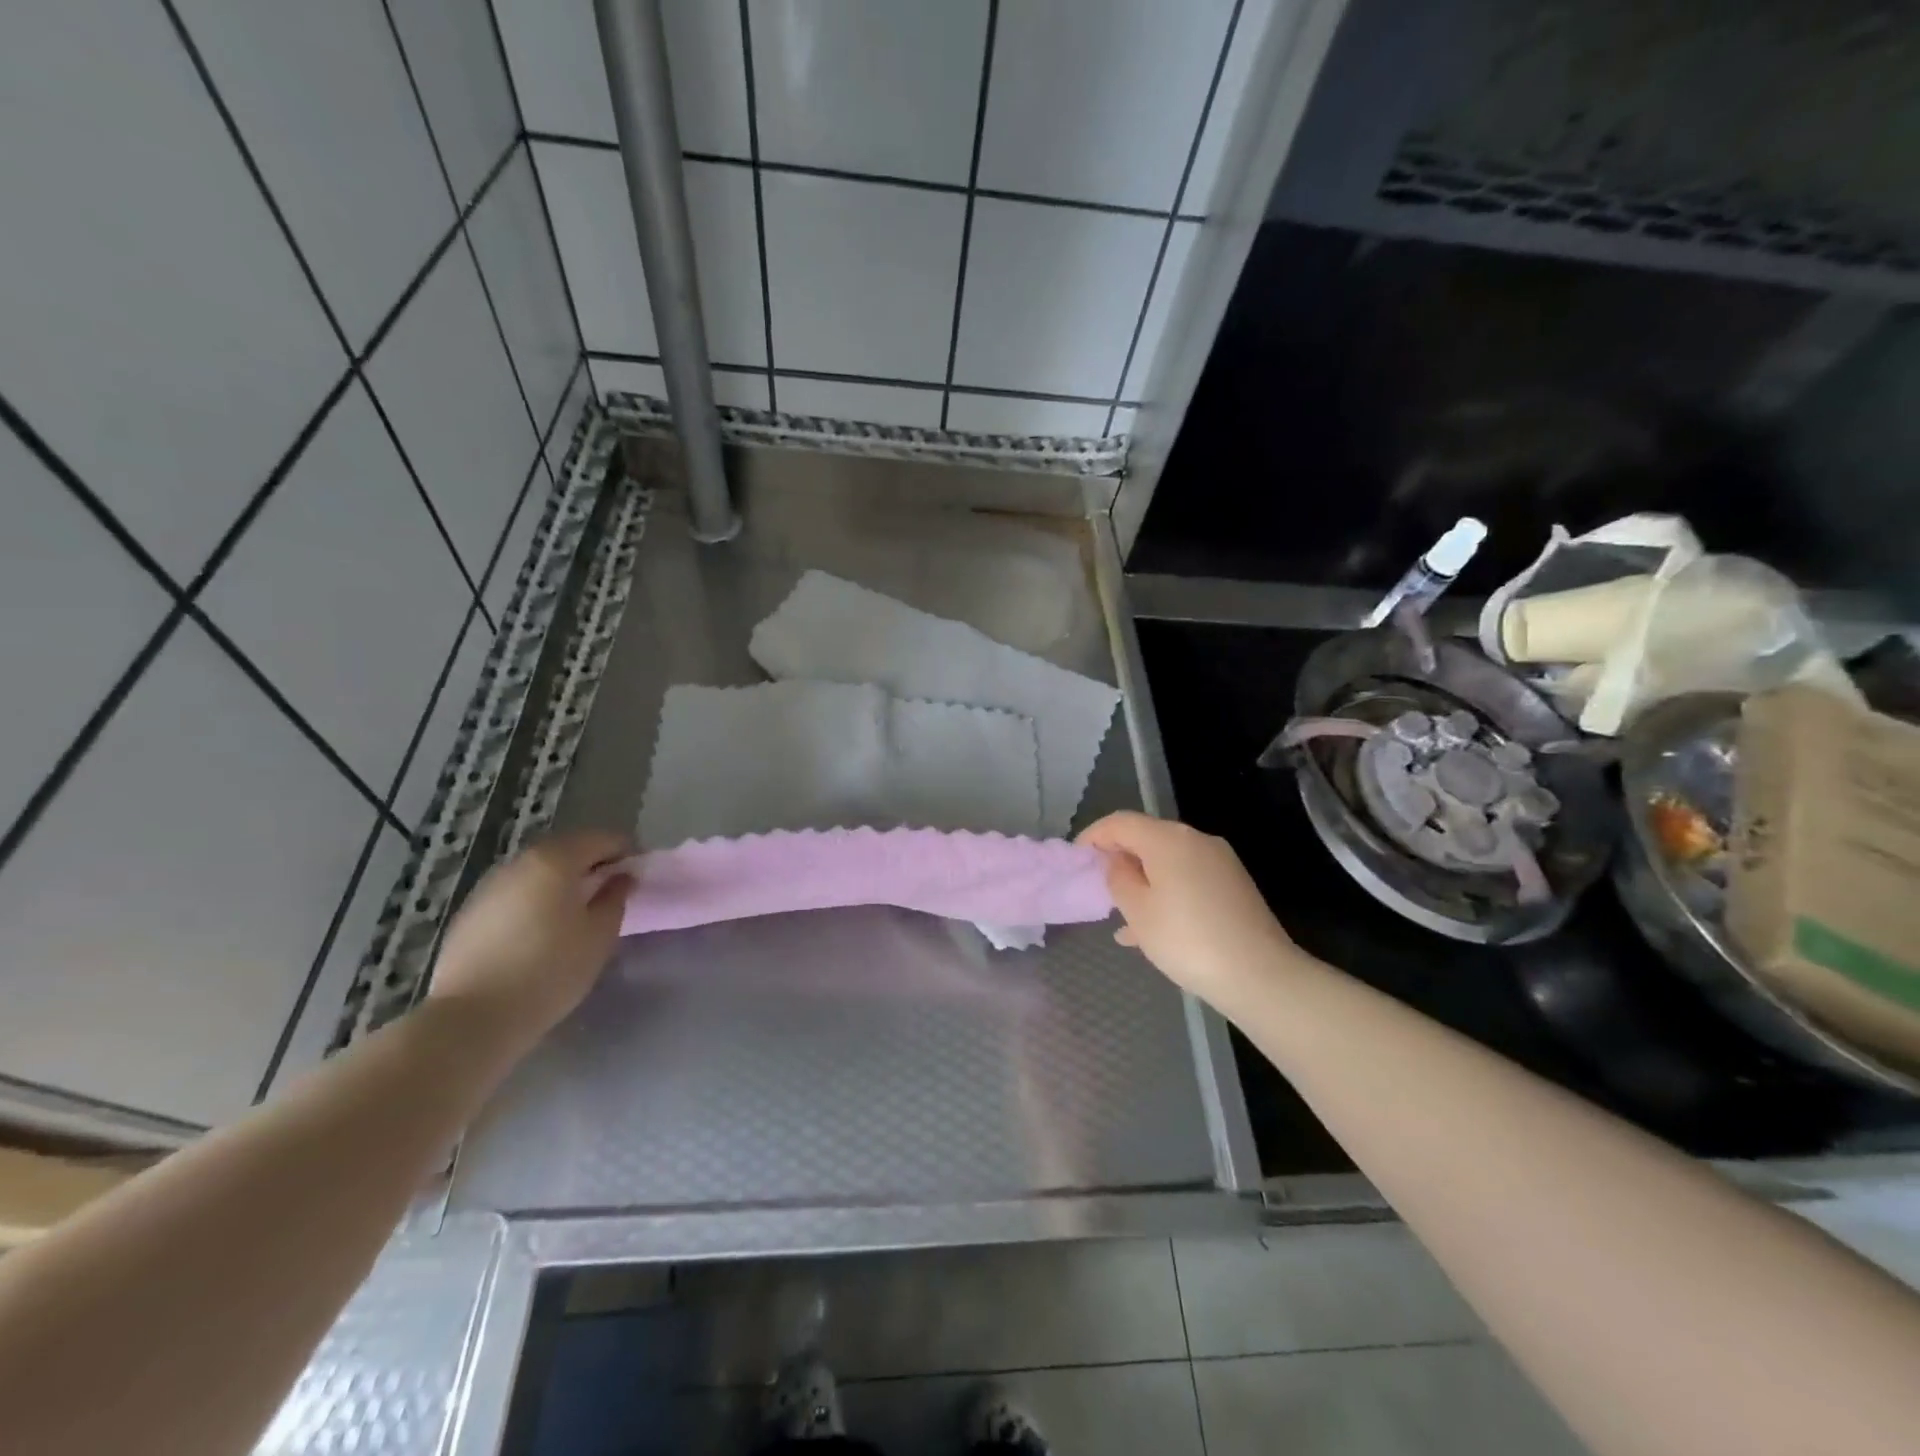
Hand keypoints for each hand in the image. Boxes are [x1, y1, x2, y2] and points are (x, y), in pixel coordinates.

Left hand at [427, 829, 634, 1053]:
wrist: (472, 1018)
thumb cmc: (550, 971)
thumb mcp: (599, 935)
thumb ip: (616, 898)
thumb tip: (621, 877)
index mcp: (556, 859)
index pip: (602, 838)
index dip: (627, 851)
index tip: (640, 874)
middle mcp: (519, 862)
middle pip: (567, 849)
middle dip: (594, 863)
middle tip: (613, 890)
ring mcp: (489, 886)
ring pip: (538, 871)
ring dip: (563, 881)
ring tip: (579, 911)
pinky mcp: (470, 913)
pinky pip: (516, 893)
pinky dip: (536, 899)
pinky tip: (542, 929)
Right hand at [1078, 811, 1301, 1007]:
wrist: (1260, 975)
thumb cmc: (1187, 940)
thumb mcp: (1138, 911)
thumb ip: (1119, 879)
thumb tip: (1117, 861)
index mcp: (1168, 839)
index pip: (1120, 822)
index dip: (1094, 836)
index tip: (1076, 858)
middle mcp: (1196, 840)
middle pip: (1147, 838)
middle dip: (1119, 859)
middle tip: (1099, 887)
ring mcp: (1219, 861)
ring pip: (1168, 862)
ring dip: (1142, 880)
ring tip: (1123, 916)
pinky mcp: (1233, 885)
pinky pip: (1188, 878)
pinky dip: (1166, 892)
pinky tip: (1155, 928)